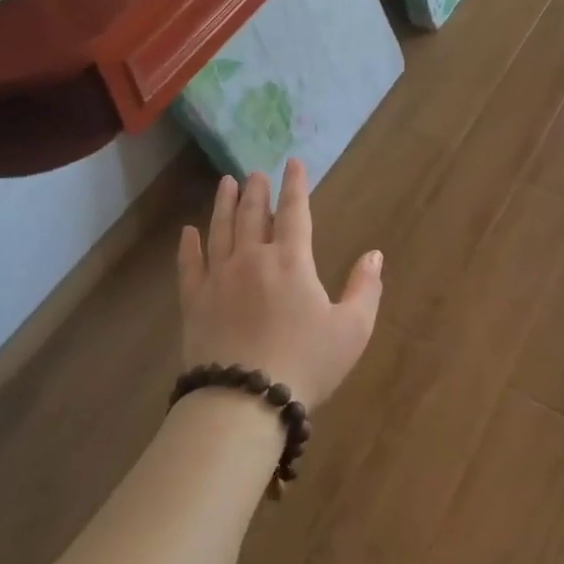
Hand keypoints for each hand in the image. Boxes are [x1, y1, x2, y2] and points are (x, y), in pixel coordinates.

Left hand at [178, 160, 382, 409]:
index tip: (292, 163)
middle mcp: (252, 259)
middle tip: (256, 173)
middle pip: (253, 215)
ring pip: (220, 230)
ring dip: (224, 204)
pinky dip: (189, 245)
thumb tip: (375, 255)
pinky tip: (188, 232)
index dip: (295, 186)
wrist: (244, 400)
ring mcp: (219, 278)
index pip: (295, 212)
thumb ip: (365, 289)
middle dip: (257, 191)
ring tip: (226, 183)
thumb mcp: (352, 330)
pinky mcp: (194, 301)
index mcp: (292, 262)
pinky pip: (189, 265)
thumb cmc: (306, 364)